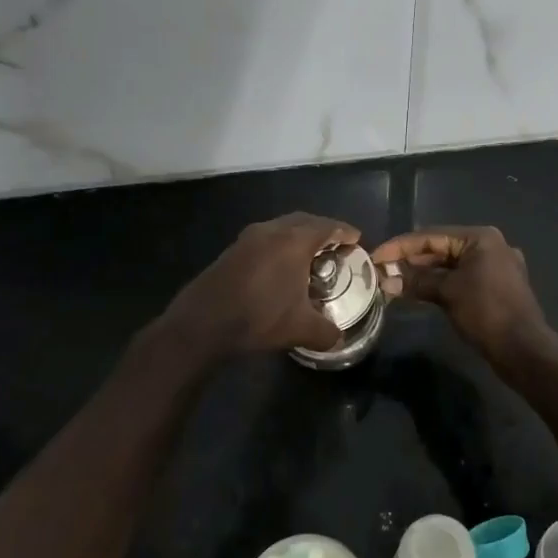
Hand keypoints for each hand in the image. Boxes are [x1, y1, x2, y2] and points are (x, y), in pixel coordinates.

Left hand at [163, 213, 357, 356]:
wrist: (201, 324)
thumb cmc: (258, 318)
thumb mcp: (300, 329)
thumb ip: (326, 331)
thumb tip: (338, 337)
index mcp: (294, 241)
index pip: (328, 226)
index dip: (345, 232)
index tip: (357, 240)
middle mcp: (272, 231)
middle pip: (305, 220)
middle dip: (323, 230)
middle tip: (336, 246)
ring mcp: (248, 238)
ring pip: (282, 227)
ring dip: (299, 236)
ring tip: (310, 256)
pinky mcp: (232, 250)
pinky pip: (265, 238)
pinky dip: (280, 245)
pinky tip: (280, 268)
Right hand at [371, 225, 551, 364]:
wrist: (523, 348)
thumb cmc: (486, 312)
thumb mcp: (448, 293)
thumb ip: (416, 282)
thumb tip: (386, 281)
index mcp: (481, 238)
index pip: (432, 235)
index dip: (401, 246)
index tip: (376, 256)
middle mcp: (491, 245)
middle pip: (442, 247)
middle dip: (412, 259)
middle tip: (383, 270)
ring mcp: (496, 266)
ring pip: (452, 264)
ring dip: (425, 272)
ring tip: (396, 280)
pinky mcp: (497, 286)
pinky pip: (462, 277)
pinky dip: (441, 282)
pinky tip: (421, 291)